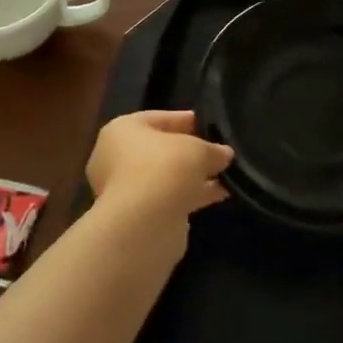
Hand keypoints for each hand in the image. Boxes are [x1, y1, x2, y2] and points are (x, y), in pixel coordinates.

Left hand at [86, 110, 232, 232]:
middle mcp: (116, 157)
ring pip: (166, 176)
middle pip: (161, 149)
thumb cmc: (165, 168)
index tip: (211, 125)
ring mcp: (124, 189)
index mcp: (122, 130)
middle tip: (218, 152)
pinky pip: (168, 197)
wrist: (143, 223)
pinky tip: (219, 194)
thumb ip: (213, 149)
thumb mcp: (198, 149)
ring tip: (226, 176)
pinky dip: (191, 195)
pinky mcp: (137, 215)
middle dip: (191, 152)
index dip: (187, 120)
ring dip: (194, 176)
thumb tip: (224, 154)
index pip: (159, 118)